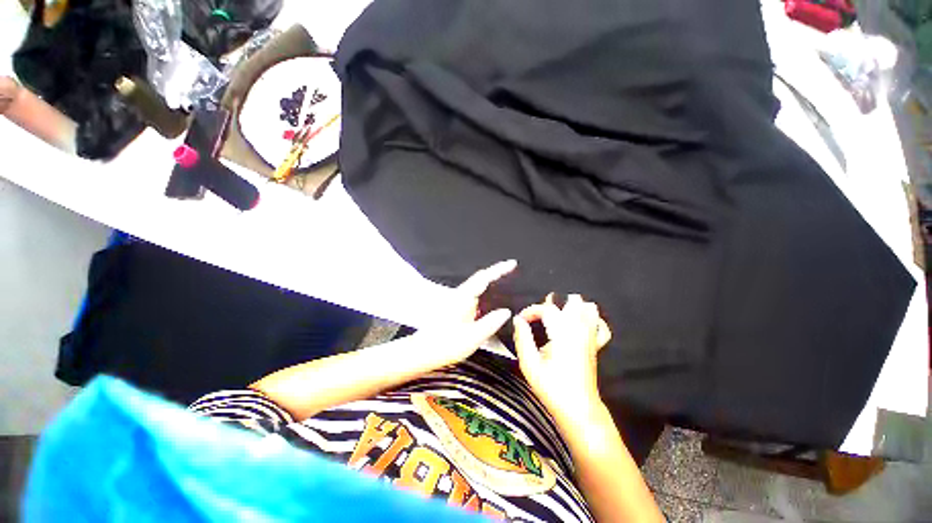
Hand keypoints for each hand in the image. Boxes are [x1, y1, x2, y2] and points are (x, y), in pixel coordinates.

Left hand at [414, 260, 516, 367]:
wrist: (423, 352)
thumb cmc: (446, 344)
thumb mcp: (473, 337)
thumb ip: (491, 322)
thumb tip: (506, 311)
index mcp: (463, 297)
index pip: (484, 278)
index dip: (499, 269)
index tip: (512, 263)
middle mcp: (460, 296)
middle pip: (481, 280)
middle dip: (497, 275)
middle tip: (514, 274)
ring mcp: (457, 302)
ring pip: (477, 289)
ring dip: (491, 286)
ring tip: (508, 288)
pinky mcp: (456, 309)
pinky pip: (474, 298)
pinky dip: (485, 297)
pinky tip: (492, 306)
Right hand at [513, 294, 611, 426]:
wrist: (579, 410)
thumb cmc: (552, 388)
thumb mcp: (529, 364)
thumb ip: (522, 338)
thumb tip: (518, 320)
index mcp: (562, 333)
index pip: (547, 308)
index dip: (531, 310)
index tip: (521, 320)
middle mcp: (580, 330)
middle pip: (573, 301)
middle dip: (554, 304)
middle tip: (541, 318)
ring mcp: (591, 337)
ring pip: (590, 309)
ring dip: (573, 308)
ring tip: (559, 318)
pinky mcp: (596, 346)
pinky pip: (601, 327)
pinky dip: (592, 321)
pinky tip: (580, 326)